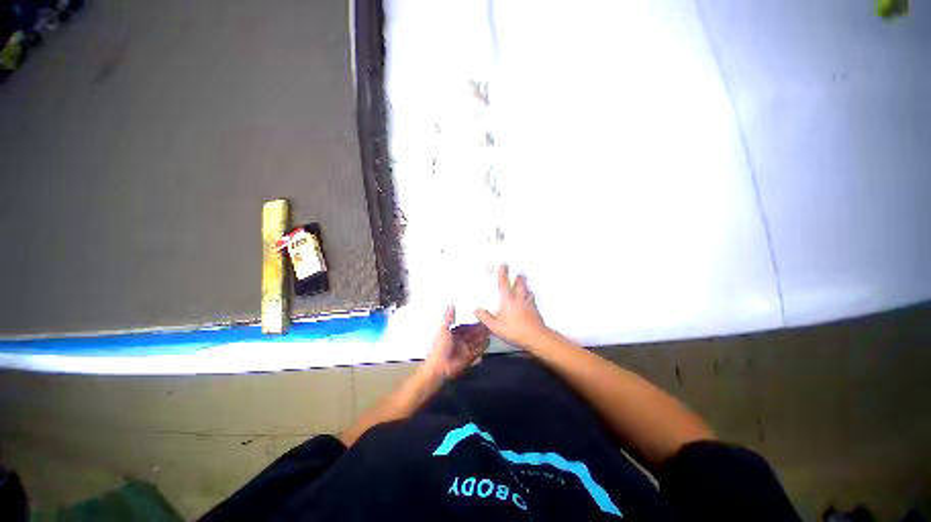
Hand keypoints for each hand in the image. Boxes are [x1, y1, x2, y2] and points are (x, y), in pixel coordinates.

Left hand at [423, 306, 489, 378]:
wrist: (439, 368)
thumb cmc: (440, 347)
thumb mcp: (443, 330)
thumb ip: (448, 318)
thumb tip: (451, 305)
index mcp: (453, 333)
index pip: (465, 326)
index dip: (472, 321)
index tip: (481, 315)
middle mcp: (460, 340)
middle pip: (472, 333)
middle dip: (480, 328)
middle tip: (489, 321)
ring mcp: (465, 349)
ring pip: (476, 340)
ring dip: (483, 335)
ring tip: (492, 328)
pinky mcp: (469, 357)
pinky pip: (478, 350)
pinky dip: (484, 346)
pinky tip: (489, 340)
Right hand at [475, 264, 548, 349]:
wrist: (536, 337)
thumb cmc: (514, 330)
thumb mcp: (495, 326)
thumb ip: (485, 317)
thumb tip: (476, 309)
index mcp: (508, 299)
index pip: (504, 282)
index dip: (502, 272)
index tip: (502, 264)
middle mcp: (519, 296)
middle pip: (520, 281)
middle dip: (517, 276)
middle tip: (514, 275)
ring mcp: (529, 301)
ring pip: (527, 288)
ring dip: (523, 285)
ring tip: (520, 286)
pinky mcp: (535, 307)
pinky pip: (532, 296)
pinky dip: (528, 294)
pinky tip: (527, 299)